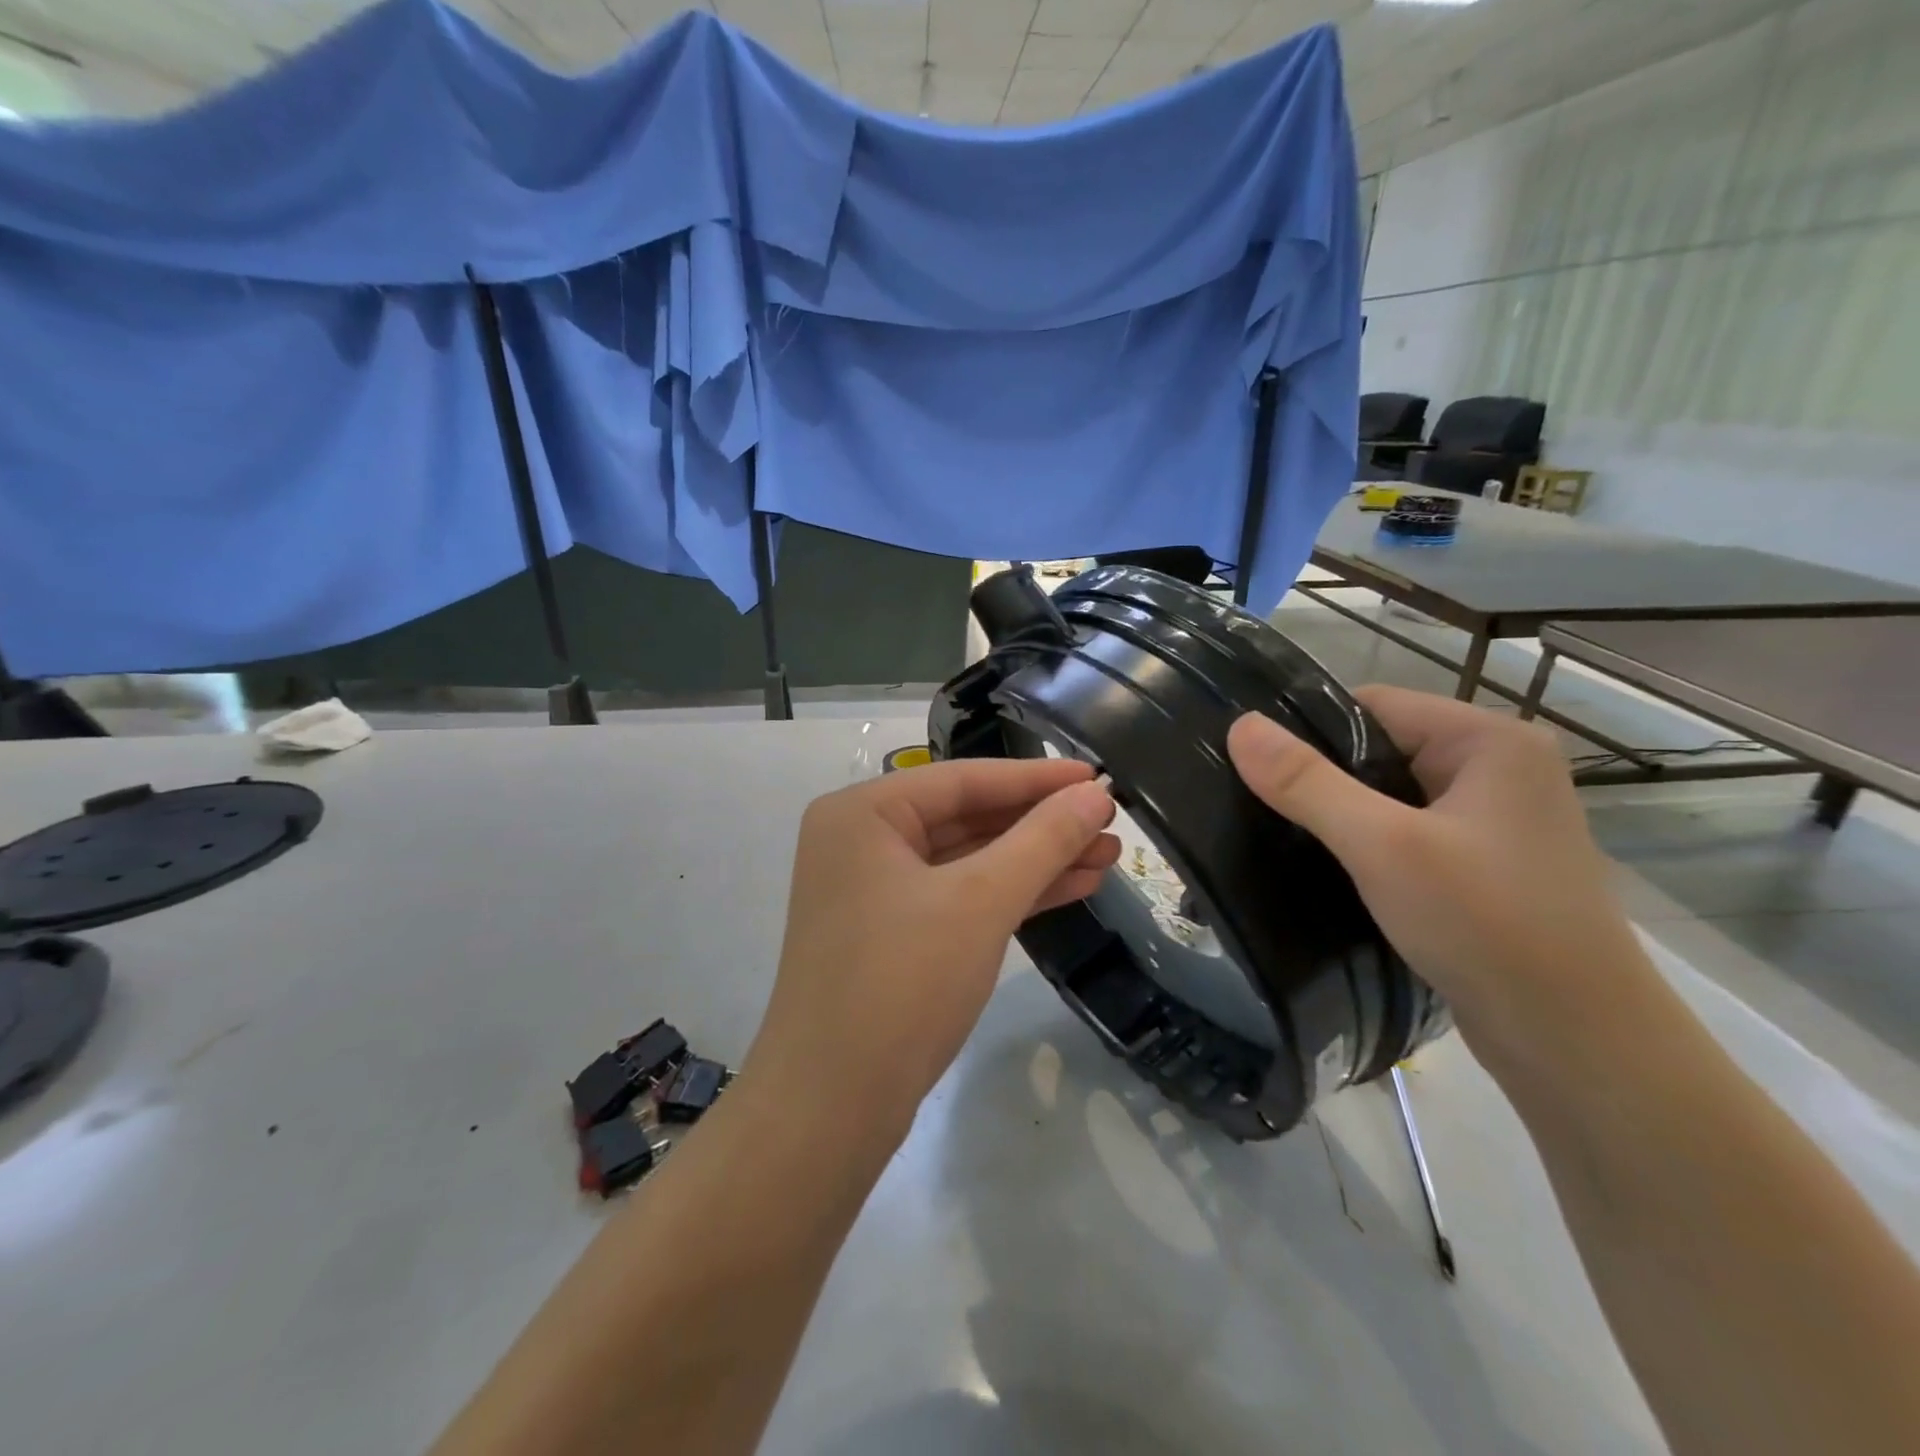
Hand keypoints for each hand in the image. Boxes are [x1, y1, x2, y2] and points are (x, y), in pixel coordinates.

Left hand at [747, 757, 1118, 1136]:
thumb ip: (1042, 840)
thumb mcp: (981, 902)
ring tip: (1107, 857)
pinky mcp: (890, 934)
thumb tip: (1096, 793)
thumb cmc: (902, 982)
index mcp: (863, 813)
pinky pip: (958, 897)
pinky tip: (1070, 888)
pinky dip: (1009, 894)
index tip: (1099, 776)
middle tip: (1111, 825)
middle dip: (1041, 825)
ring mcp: (873, 890)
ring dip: (1035, 861)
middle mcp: (861, 840)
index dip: (1037, 778)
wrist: (833, 1108)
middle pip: (967, 818)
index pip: (964, 779)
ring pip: (968, 861)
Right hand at [1227, 686, 1644, 1069]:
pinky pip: (1404, 833)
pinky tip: (1324, 868)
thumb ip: (1307, 783)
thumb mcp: (1383, 846)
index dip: (1307, 729)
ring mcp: (1492, 820)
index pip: (1372, 705)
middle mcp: (1497, 769)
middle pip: (1379, 749)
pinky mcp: (1481, 865)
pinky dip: (1364, 845)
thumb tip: (1239, 726)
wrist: (1578, 1045)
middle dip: (1319, 777)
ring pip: (1388, 796)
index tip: (1250, 764)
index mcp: (1489, 741)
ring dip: (1338, 815)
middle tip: (1255, 805)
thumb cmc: (1487, 925)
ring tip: (1279, 836)